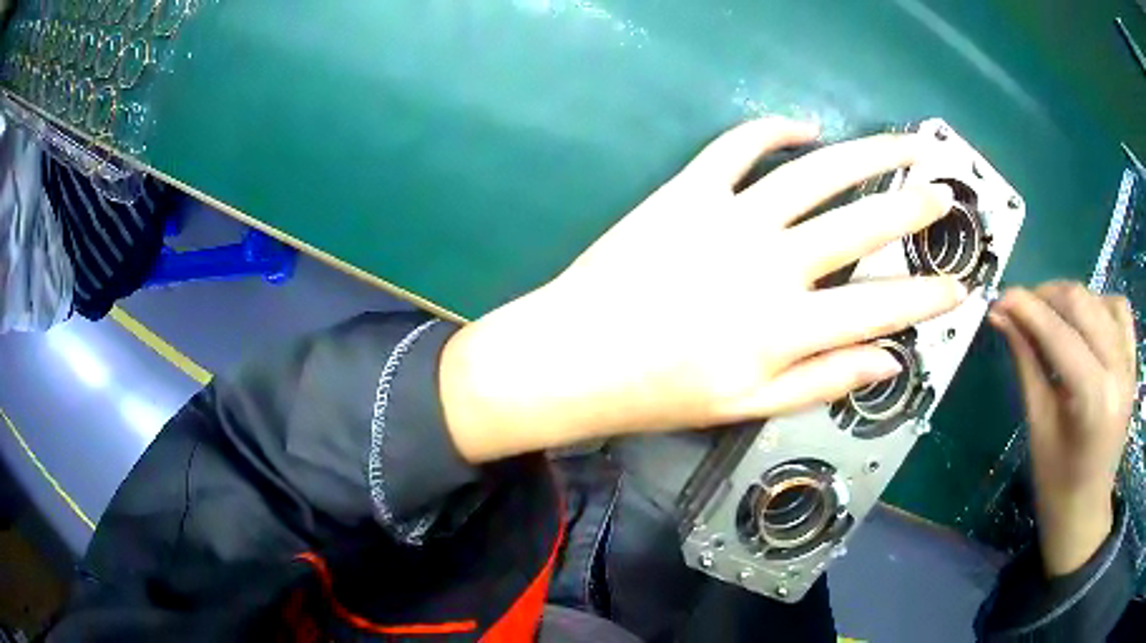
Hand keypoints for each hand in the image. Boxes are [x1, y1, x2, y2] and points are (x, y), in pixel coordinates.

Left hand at [441, 117, 966, 461]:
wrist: (576, 356)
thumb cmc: (660, 393)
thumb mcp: (748, 407)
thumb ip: (823, 380)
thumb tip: (888, 360)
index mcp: (786, 328)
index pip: (880, 309)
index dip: (926, 299)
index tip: (959, 287)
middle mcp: (770, 265)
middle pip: (860, 226)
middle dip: (911, 208)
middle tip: (944, 194)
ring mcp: (729, 219)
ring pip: (815, 173)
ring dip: (866, 154)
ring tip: (902, 144)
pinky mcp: (688, 191)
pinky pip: (738, 146)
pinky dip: (773, 129)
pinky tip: (804, 127)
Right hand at [990, 283, 1135, 575]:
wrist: (1086, 510)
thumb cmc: (1056, 484)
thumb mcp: (1038, 426)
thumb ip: (1026, 363)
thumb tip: (1002, 317)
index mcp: (1093, 399)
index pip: (1058, 333)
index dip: (1027, 308)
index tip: (999, 298)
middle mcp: (1117, 371)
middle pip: (1082, 303)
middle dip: (1046, 295)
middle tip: (1020, 307)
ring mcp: (1129, 364)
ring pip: (1100, 299)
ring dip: (1071, 299)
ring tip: (1050, 315)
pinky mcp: (1133, 362)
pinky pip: (1120, 311)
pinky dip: (1100, 304)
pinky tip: (1086, 321)